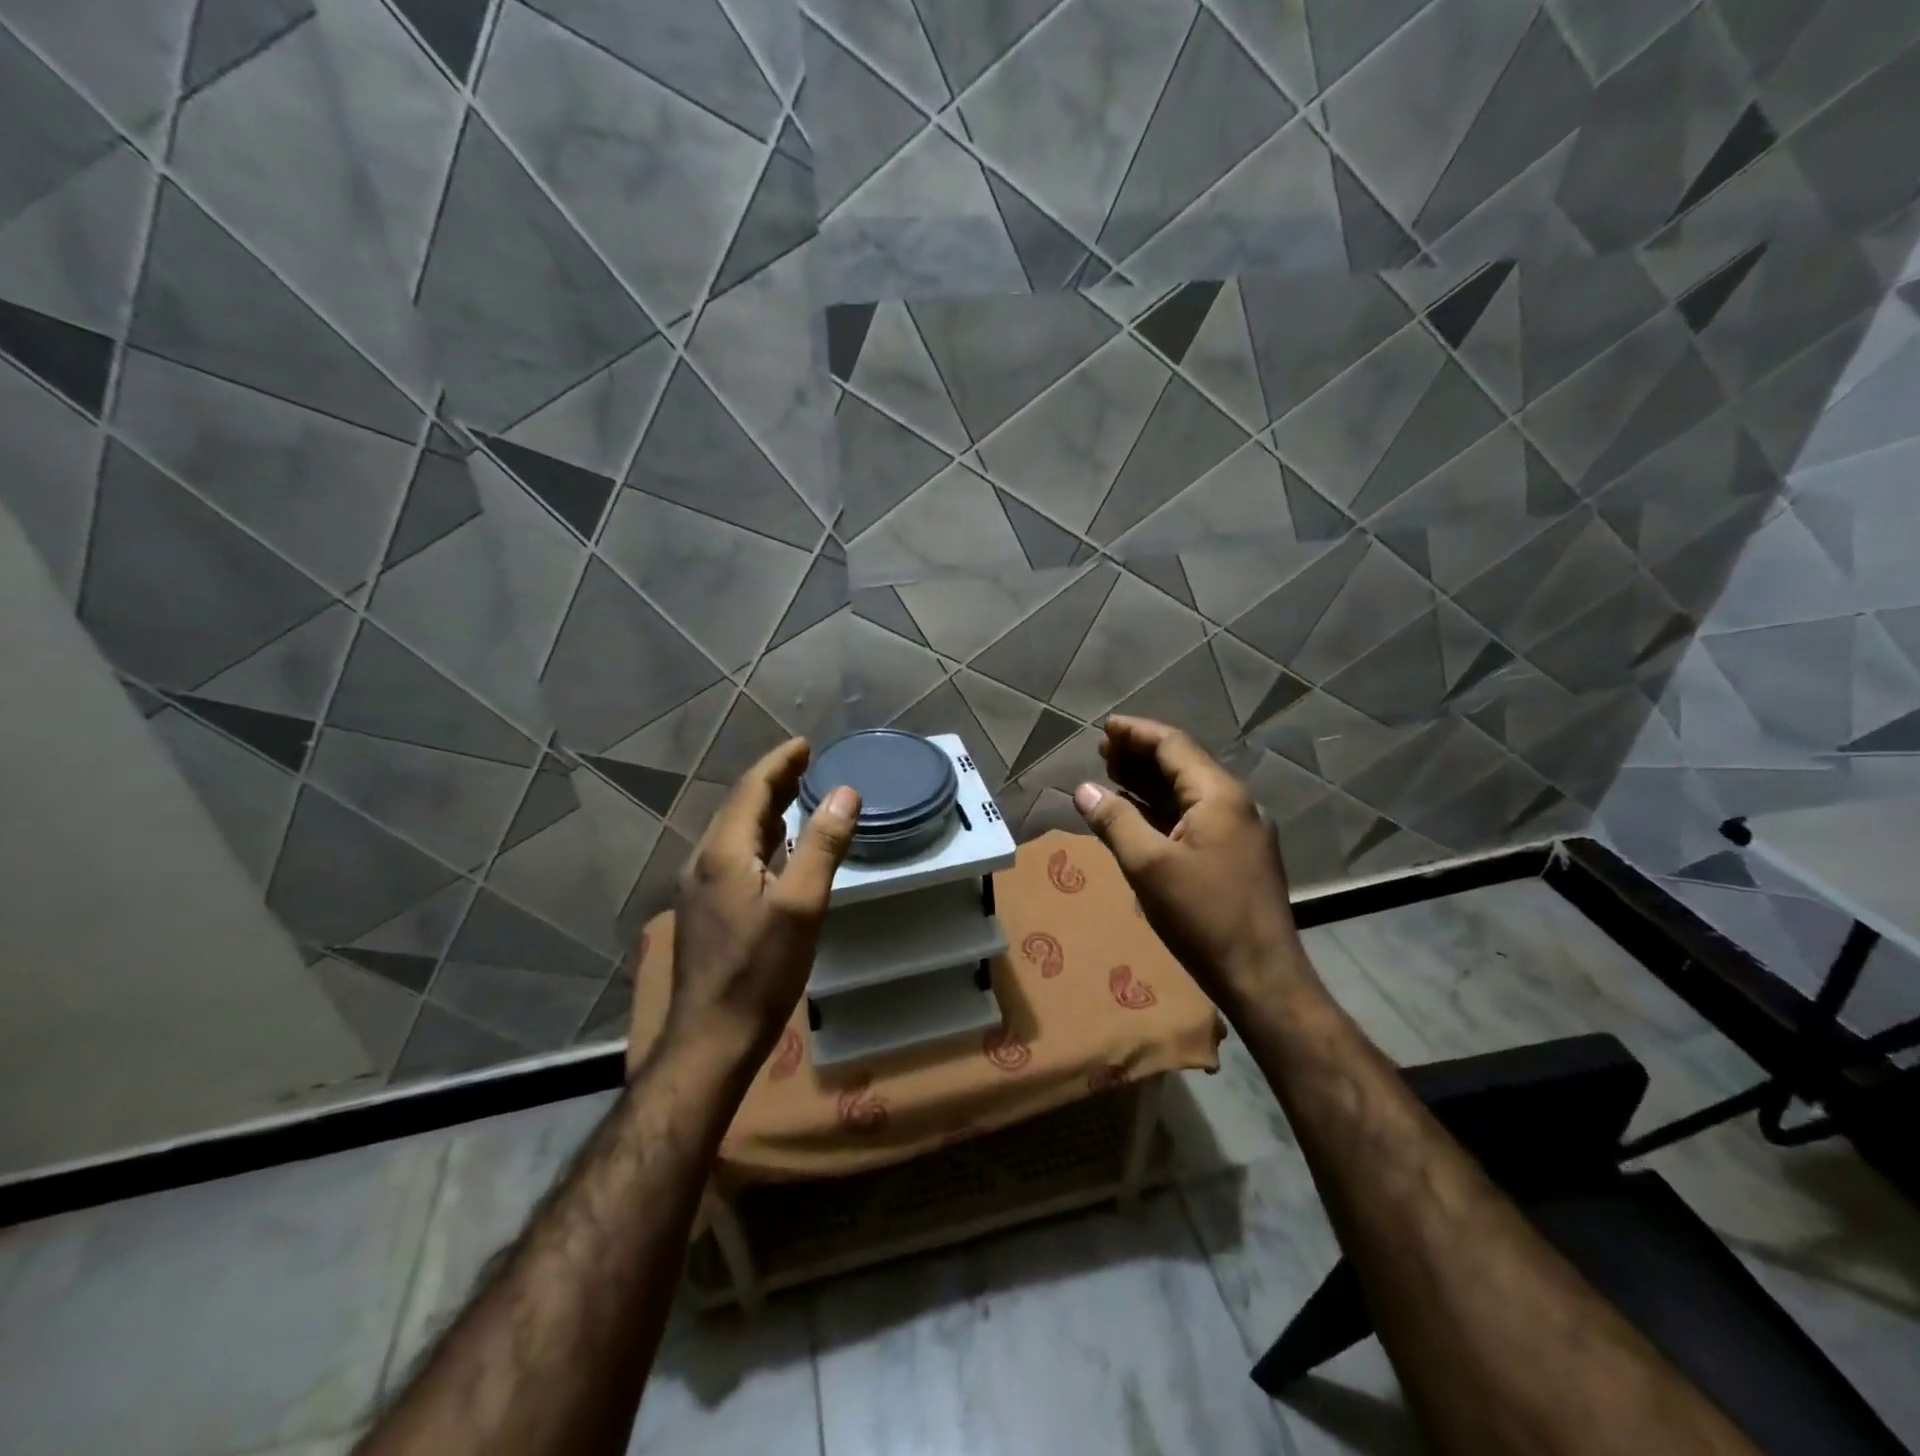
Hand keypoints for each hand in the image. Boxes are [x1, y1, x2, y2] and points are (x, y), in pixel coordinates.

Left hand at [642, 739, 858, 1070]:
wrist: (711, 1039)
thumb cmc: (759, 972)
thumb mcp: (801, 906)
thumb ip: (822, 846)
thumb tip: (845, 793)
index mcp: (723, 852)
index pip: (751, 790)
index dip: (779, 763)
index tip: (805, 745)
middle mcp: (704, 862)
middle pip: (740, 807)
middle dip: (773, 781)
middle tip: (806, 764)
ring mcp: (700, 888)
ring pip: (735, 833)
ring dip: (766, 809)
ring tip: (796, 796)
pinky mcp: (706, 911)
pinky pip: (734, 856)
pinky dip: (760, 839)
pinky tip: (776, 849)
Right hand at [1073, 716, 1309, 1008]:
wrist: (1261, 976)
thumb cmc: (1203, 916)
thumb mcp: (1148, 866)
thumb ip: (1115, 821)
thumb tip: (1084, 789)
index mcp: (1219, 796)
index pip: (1174, 745)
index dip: (1136, 733)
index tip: (1104, 728)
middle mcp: (1235, 804)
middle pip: (1183, 765)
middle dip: (1141, 755)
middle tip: (1101, 751)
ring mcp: (1240, 831)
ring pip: (1188, 793)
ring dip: (1150, 782)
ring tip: (1112, 774)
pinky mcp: (1237, 856)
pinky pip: (1195, 818)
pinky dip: (1163, 810)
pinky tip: (1138, 815)